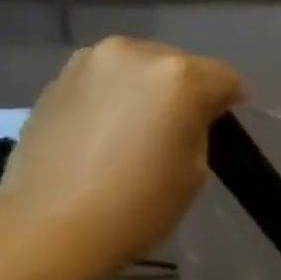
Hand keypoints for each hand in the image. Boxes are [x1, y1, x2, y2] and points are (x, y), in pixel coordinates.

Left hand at [0, 37, 242, 277]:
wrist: (49, 227)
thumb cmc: (136, 207)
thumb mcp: (194, 174)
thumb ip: (199, 130)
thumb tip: (190, 115)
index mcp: (177, 76)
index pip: (224, 78)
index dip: (231, 103)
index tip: (225, 129)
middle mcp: (132, 52)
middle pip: (177, 65)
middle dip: (185, 92)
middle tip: (178, 132)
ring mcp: (88, 61)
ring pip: (136, 70)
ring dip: (145, 93)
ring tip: (136, 134)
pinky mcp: (56, 79)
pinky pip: (102, 82)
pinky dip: (112, 100)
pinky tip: (103, 137)